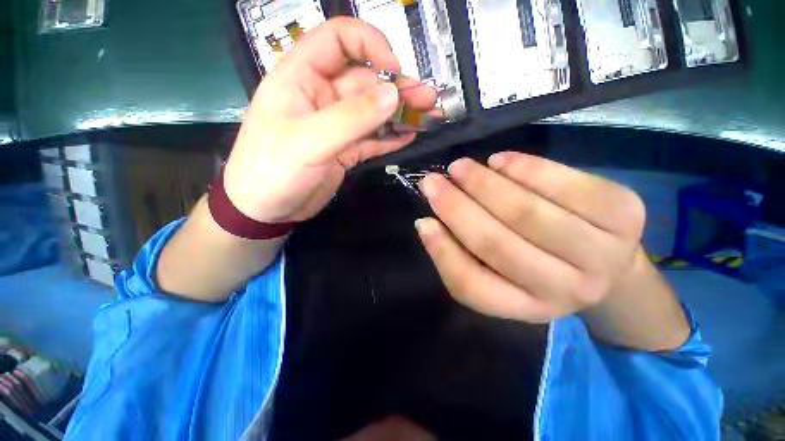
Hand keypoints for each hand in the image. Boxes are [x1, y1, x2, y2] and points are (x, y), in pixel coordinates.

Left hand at [224, 18, 437, 222]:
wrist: (266, 210)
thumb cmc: (273, 170)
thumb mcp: (309, 141)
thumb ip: (351, 117)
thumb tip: (392, 94)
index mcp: (301, 77)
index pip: (338, 40)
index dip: (370, 45)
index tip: (395, 68)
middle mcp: (322, 96)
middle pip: (366, 81)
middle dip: (398, 87)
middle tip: (428, 98)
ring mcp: (337, 125)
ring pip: (374, 111)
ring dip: (400, 113)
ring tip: (428, 116)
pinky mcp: (346, 150)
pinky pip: (373, 138)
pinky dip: (391, 137)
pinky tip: (409, 136)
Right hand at [415, 153, 646, 322]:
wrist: (607, 261)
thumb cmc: (539, 264)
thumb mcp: (499, 272)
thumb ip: (462, 251)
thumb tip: (430, 222)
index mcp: (526, 306)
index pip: (473, 286)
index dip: (442, 252)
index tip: (423, 220)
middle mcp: (565, 290)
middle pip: (497, 244)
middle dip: (457, 207)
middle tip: (433, 181)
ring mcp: (603, 253)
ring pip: (527, 213)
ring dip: (485, 184)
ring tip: (461, 167)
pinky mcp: (626, 214)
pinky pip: (566, 184)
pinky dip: (525, 168)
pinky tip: (501, 161)